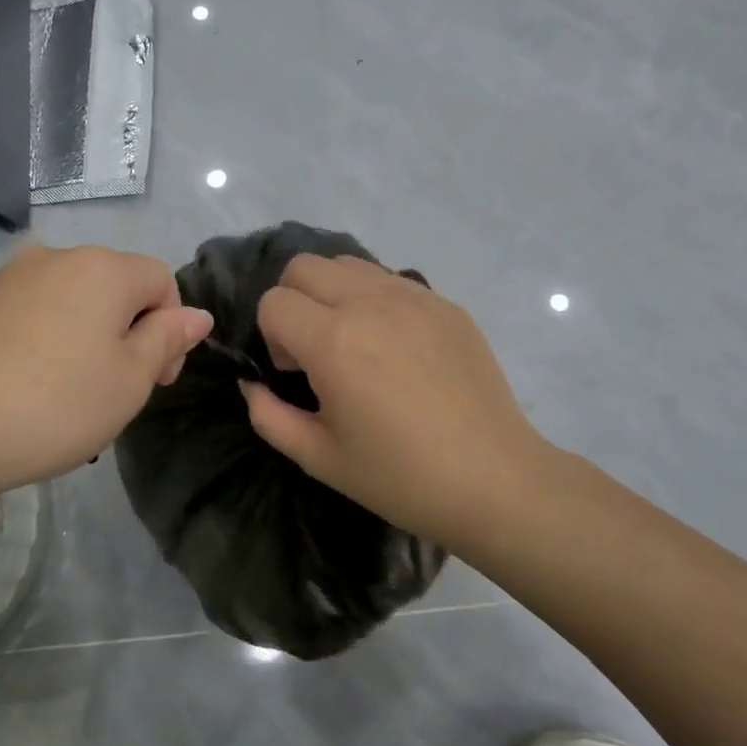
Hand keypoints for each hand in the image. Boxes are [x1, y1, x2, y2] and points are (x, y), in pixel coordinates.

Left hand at [0, 244, 212, 504]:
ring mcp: (6, 277)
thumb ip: (167, 340)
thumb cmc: (54, 405)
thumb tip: (197, 314)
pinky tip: (23, 384)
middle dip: (128, 330)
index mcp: (102, 269)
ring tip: (67, 390)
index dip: (171, 328)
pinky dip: (41, 339)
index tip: (157, 379)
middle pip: (113, 286)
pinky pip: (27, 313)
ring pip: (68, 299)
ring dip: (84, 335)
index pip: (161, 280)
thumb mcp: (129, 380)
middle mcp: (55, 258)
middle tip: (115, 388)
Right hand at [241, 255, 551, 547]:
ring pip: (348, 264)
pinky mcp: (445, 304)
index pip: (273, 301)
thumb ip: (269, 415)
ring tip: (354, 342)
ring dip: (333, 294)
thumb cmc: (400, 477)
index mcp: (334, 341)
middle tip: (316, 350)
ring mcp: (414, 297)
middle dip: (293, 302)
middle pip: (304, 267)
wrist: (494, 481)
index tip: (295, 373)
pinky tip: (396, 348)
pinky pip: (390, 279)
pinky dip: (374, 299)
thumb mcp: (319, 458)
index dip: (271, 337)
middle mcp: (370, 303)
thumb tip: (252, 384)